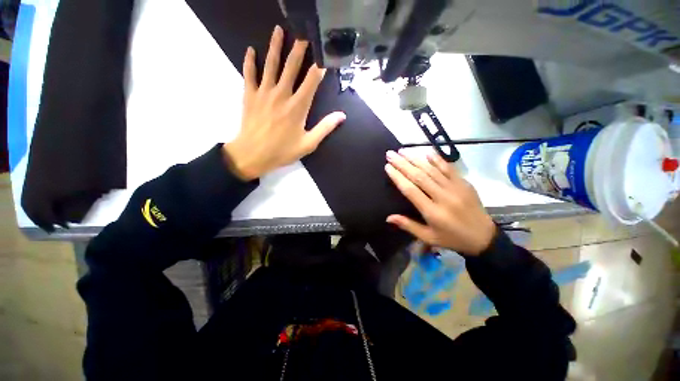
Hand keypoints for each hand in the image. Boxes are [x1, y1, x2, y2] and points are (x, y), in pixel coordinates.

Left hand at [224, 26, 345, 179]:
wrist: (253, 154)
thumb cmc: (283, 151)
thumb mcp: (308, 143)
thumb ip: (325, 128)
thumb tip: (342, 116)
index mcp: (298, 106)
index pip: (312, 81)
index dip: (319, 67)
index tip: (324, 56)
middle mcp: (282, 94)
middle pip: (291, 66)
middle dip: (299, 49)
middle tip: (304, 34)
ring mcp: (264, 92)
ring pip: (271, 64)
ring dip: (275, 46)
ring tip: (279, 30)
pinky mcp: (250, 95)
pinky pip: (249, 74)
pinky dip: (249, 62)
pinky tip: (251, 50)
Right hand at [385, 150, 495, 254]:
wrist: (484, 238)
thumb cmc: (452, 239)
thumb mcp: (429, 238)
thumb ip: (408, 226)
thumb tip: (388, 217)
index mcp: (433, 212)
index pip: (410, 190)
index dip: (398, 177)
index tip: (388, 167)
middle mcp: (443, 197)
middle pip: (419, 176)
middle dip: (403, 164)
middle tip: (390, 154)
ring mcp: (455, 188)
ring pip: (432, 170)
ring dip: (416, 159)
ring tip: (403, 150)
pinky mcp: (464, 184)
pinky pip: (449, 169)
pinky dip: (438, 160)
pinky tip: (427, 152)